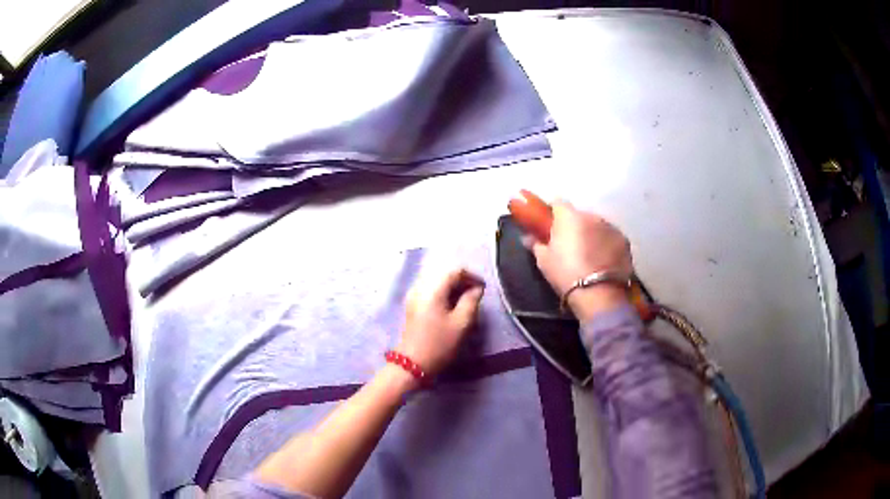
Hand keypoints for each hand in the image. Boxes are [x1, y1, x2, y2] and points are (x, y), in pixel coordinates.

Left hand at [398, 268, 484, 377]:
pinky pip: (431, 292)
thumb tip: (476, 289)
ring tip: (466, 301)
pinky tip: (452, 307)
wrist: (412, 365)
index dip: (472, 276)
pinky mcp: (412, 306)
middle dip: (462, 282)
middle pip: (444, 275)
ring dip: (453, 289)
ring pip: (437, 284)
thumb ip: (472, 301)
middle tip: (477, 295)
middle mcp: (420, 288)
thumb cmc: (439, 344)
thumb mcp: (462, 323)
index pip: (455, 271)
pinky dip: (444, 295)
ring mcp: (413, 297)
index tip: (483, 288)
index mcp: (432, 289)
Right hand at [530, 201, 632, 321]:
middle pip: (579, 215)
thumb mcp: (544, 261)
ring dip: (591, 234)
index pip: (558, 203)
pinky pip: (610, 237)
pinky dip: (606, 244)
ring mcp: (611, 227)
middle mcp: (591, 215)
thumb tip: (529, 237)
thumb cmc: (566, 274)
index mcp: (569, 216)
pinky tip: (603, 261)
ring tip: (588, 256)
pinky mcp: (624, 241)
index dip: (553, 213)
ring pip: (597, 226)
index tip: (550, 226)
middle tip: (569, 246)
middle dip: (574, 226)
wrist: (599, 294)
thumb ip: (536, 244)